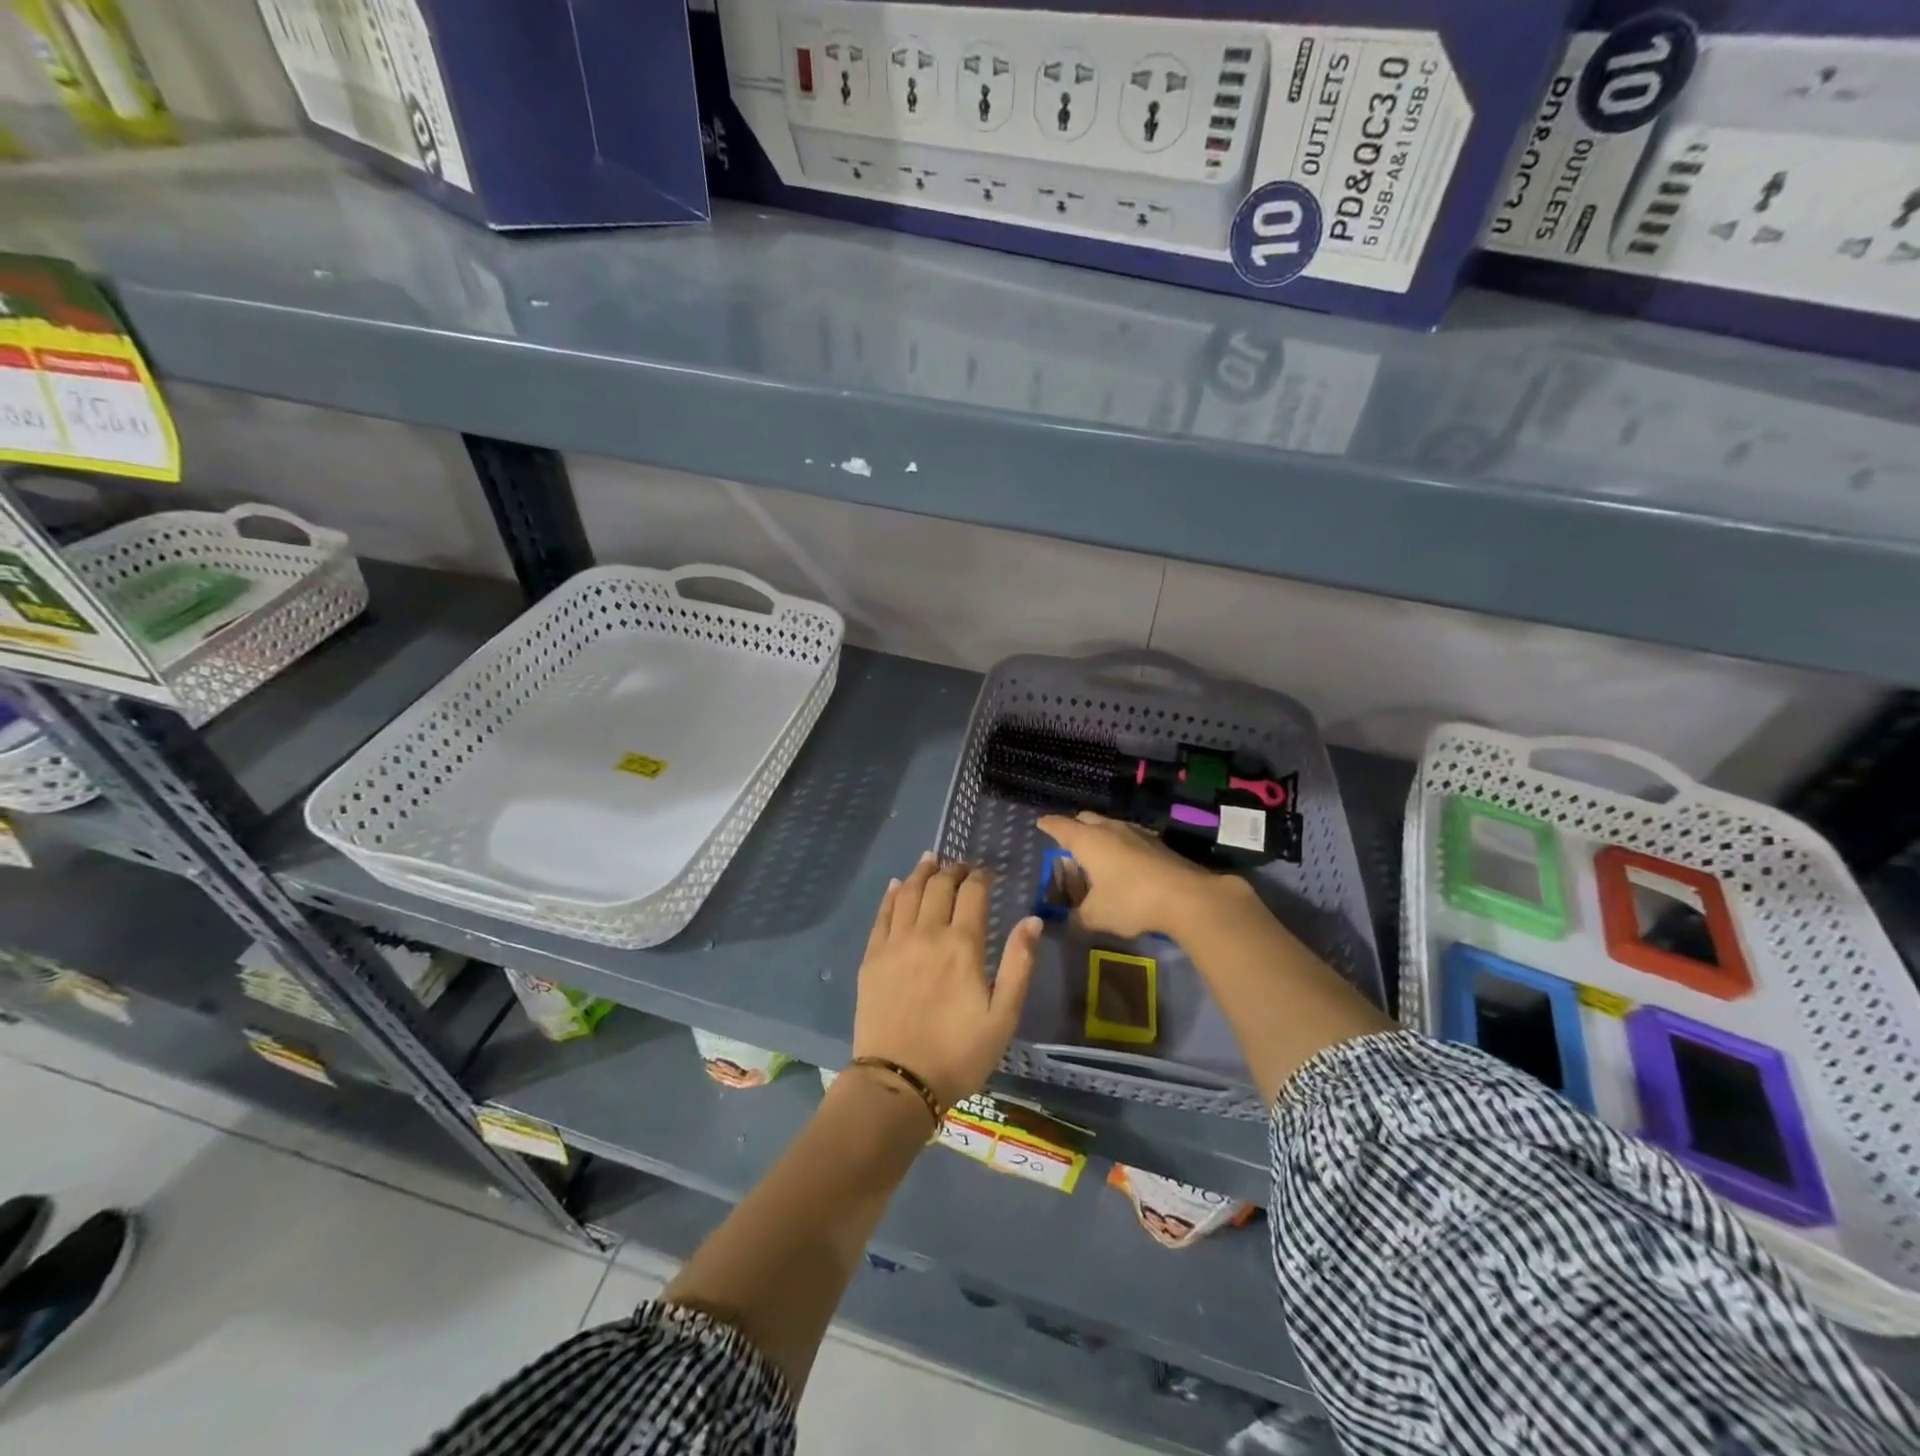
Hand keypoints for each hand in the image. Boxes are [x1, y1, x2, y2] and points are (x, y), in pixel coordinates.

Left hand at [852, 853, 1040, 1109]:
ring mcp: (895, 943)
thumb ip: (1019, 964)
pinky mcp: (872, 958)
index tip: (986, 872)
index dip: (980, 877)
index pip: (972, 893)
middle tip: (960, 865)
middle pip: (939, 886)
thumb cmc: (959, 1053)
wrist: (898, 1082)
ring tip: (930, 859)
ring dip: (921, 872)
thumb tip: (1032, 920)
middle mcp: (927, 933)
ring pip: (907, 892)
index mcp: (962, 944)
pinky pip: (882, 915)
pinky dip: (891, 894)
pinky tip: (895, 885)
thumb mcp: (1003, 1016)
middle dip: (953, 870)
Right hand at [1036, 811, 1221, 940]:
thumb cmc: (1131, 901)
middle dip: (1074, 827)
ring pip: (1110, 826)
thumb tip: (1070, 921)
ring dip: (1100, 836)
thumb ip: (1078, 917)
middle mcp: (1110, 829)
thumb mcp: (1096, 916)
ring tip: (1097, 855)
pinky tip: (1125, 864)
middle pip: (1086, 819)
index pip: (1060, 826)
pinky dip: (1121, 846)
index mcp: (1087, 841)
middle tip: (1068, 844)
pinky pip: (1130, 838)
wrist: (1187, 898)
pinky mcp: (1158, 844)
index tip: (1040, 824)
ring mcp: (1137, 833)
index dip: (1048, 825)